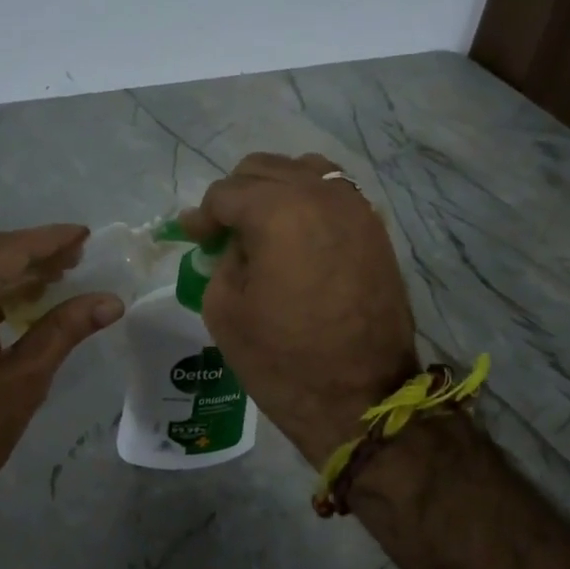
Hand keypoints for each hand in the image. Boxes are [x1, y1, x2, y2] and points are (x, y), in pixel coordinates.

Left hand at [0, 225, 120, 539]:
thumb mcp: (25, 377)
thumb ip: (65, 329)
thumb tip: (111, 301)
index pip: (10, 250)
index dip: (51, 240)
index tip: (85, 234)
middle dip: (31, 252)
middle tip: (75, 259)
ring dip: (9, 270)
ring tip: (54, 278)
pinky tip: (17, 304)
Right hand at [181, 154, 417, 467]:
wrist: (361, 398)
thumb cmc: (282, 360)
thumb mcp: (225, 309)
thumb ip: (222, 259)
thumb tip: (231, 241)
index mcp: (278, 211)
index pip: (226, 193)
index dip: (203, 216)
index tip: (193, 238)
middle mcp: (322, 195)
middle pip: (264, 169)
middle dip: (237, 196)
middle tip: (223, 233)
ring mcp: (356, 209)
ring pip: (305, 171)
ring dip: (276, 190)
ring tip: (262, 226)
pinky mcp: (376, 230)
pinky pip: (335, 194)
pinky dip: (309, 201)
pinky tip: (297, 233)